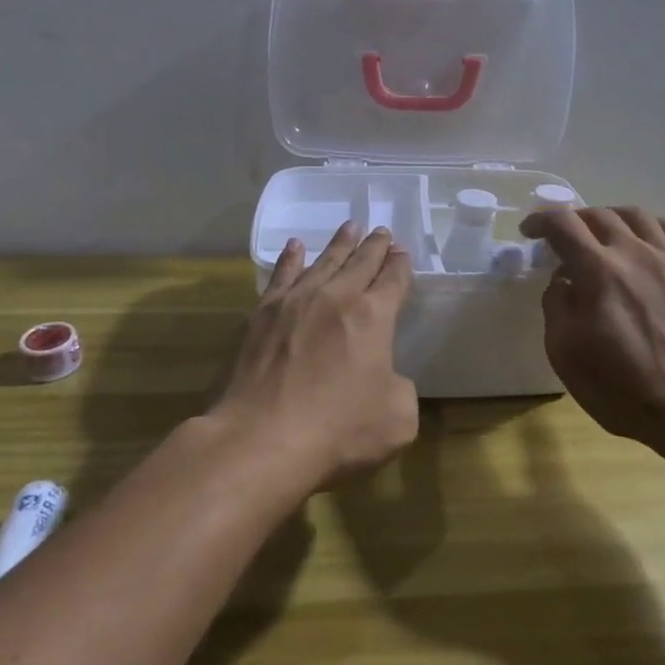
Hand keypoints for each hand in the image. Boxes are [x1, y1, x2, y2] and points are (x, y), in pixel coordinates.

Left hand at [211, 222, 419, 491]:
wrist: (262, 437)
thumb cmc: (337, 429)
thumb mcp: (398, 419)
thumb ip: (401, 389)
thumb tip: (386, 378)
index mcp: (374, 316)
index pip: (394, 279)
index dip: (401, 265)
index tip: (402, 252)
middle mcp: (337, 296)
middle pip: (361, 262)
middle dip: (375, 246)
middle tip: (381, 231)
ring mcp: (297, 300)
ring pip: (325, 261)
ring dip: (340, 243)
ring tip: (350, 226)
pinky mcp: (263, 313)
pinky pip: (282, 274)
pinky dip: (291, 258)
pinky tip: (295, 246)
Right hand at [519, 207, 664, 458]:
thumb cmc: (623, 389)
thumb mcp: (566, 354)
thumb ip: (556, 306)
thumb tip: (563, 280)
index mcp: (598, 271)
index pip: (563, 224)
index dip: (541, 220)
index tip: (530, 231)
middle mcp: (635, 254)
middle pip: (600, 215)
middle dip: (575, 219)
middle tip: (564, 237)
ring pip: (640, 216)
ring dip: (613, 216)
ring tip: (604, 231)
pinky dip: (657, 226)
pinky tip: (651, 237)